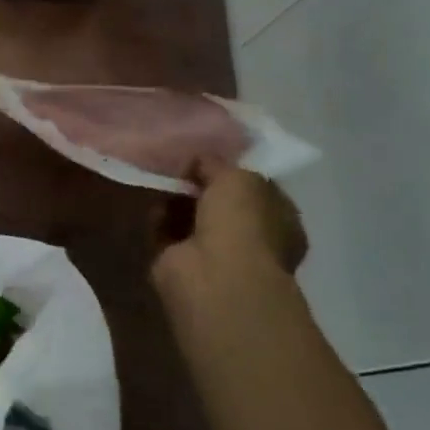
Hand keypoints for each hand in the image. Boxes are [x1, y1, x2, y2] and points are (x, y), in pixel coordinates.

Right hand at [153, 157, 306, 293]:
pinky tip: (150, 199)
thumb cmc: (241, 223)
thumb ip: (218, 164)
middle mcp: (252, 239)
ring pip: (193, 218)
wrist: (214, 276)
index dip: (232, 171)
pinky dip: (158, 217)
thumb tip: (200, 161)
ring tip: (161, 177)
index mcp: (280, 220)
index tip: (208, 154)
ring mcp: (217, 254)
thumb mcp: (236, 177)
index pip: (256, 189)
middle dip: (200, 185)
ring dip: (177, 201)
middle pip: (220, 203)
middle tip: (180, 164)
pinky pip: (168, 232)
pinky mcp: (183, 263)